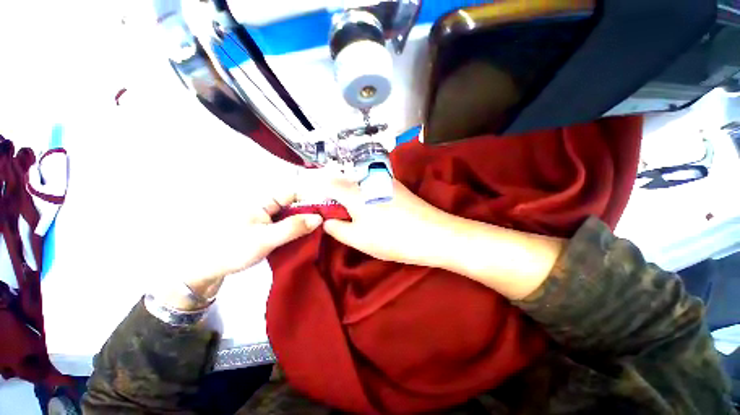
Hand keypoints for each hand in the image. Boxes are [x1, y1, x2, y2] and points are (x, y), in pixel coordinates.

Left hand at [155, 181, 322, 309]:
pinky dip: (299, 229)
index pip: (295, 192)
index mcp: (264, 199)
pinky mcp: (268, 226)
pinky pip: (289, 223)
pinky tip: (307, 237)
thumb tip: (319, 218)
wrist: (205, 268)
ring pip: (294, 213)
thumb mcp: (265, 239)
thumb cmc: (231, 249)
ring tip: (322, 230)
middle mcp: (268, 204)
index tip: (329, 211)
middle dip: (312, 211)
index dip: (313, 199)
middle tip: (329, 223)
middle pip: (297, 202)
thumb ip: (293, 227)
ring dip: (307, 221)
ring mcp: (268, 216)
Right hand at [321, 178, 453, 266]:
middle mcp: (368, 179)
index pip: (327, 183)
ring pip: (359, 185)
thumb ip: (336, 228)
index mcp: (354, 190)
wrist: (433, 234)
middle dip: (337, 198)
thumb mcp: (358, 239)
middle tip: (343, 218)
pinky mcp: (396, 186)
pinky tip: (377, 213)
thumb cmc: (391, 238)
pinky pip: (373, 187)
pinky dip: (367, 197)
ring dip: (353, 198)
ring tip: (361, 218)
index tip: (322, 210)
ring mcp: (384, 180)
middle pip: (344, 182)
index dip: (320, 194)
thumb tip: (327, 221)